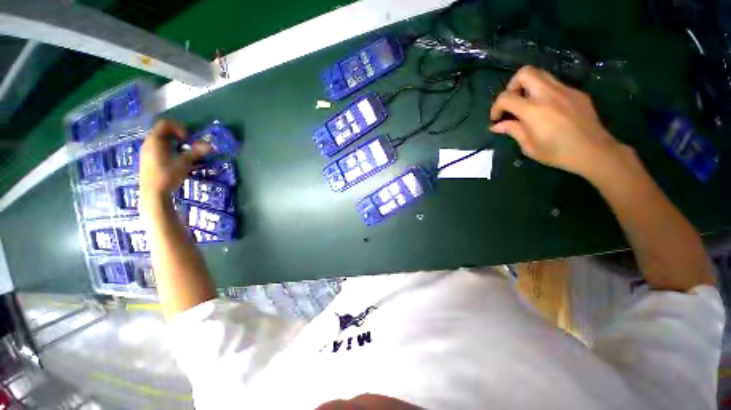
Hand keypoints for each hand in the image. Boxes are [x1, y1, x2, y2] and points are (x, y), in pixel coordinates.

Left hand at [139, 120, 211, 210]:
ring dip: (175, 144)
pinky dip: (169, 150)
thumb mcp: (184, 162)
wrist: (153, 193)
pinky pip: (159, 149)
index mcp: (155, 140)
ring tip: (185, 154)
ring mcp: (146, 152)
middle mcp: (148, 143)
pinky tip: (176, 161)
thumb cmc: (168, 175)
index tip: (188, 138)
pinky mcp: (147, 160)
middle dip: (178, 136)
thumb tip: (211, 146)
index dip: (179, 127)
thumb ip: (196, 152)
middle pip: (163, 132)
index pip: (165, 123)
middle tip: (189, 144)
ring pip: (161, 141)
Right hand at [489, 66, 626, 179]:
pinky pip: (555, 84)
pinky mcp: (576, 92)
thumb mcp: (529, 146)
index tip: (496, 118)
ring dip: (528, 85)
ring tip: (527, 103)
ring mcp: (565, 90)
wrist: (594, 151)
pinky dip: (544, 92)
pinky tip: (547, 109)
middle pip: (525, 73)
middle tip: (512, 101)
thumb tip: (497, 125)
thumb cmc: (557, 152)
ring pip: (541, 74)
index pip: (506, 97)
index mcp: (533, 110)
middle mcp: (548, 94)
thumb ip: (513, 130)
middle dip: (512, 85)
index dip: (495, 107)